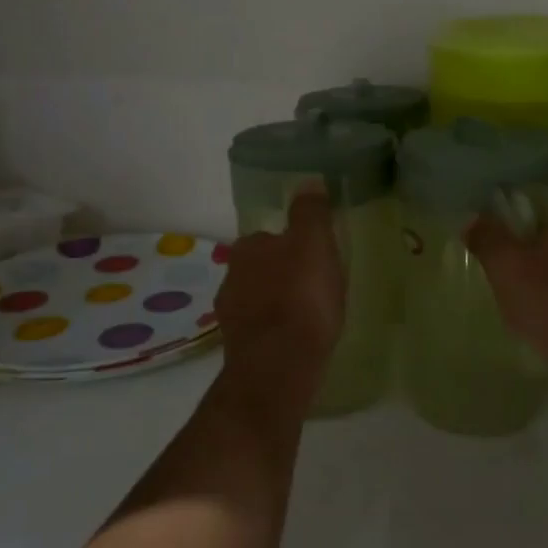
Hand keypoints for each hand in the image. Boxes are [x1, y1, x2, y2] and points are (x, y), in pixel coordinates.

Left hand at [214, 189, 345, 378]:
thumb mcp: (314, 243)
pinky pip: (263, 330)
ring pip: (260, 300)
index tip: (316, 259)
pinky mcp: (239, 349)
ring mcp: (232, 316)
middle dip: (284, 275)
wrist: (279, 365)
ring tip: (310, 316)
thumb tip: (308, 181)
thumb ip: (310, 212)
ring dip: (279, 304)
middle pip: (263, 268)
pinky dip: (277, 331)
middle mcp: (231, 277)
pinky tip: (298, 341)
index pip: (270, 237)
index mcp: (248, 248)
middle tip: (316, 286)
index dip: (294, 246)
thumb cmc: (300, 297)